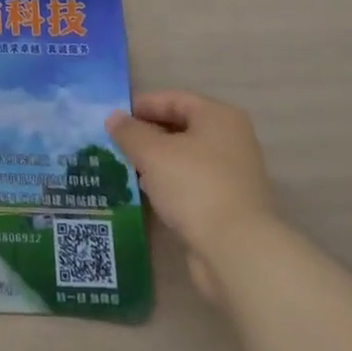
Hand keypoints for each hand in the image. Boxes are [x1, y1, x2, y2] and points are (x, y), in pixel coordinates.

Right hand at [107, 91, 280, 305]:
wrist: (238, 251)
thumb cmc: (194, 186)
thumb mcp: (152, 153)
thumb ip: (129, 132)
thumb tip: (114, 118)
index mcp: (218, 117)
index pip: (174, 99)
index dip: (142, 105)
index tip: (115, 118)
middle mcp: (232, 140)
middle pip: (182, 127)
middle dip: (148, 134)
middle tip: (118, 143)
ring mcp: (234, 175)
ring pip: (186, 157)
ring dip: (158, 161)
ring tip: (128, 166)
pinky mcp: (230, 205)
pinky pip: (193, 183)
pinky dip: (171, 184)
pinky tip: (150, 193)